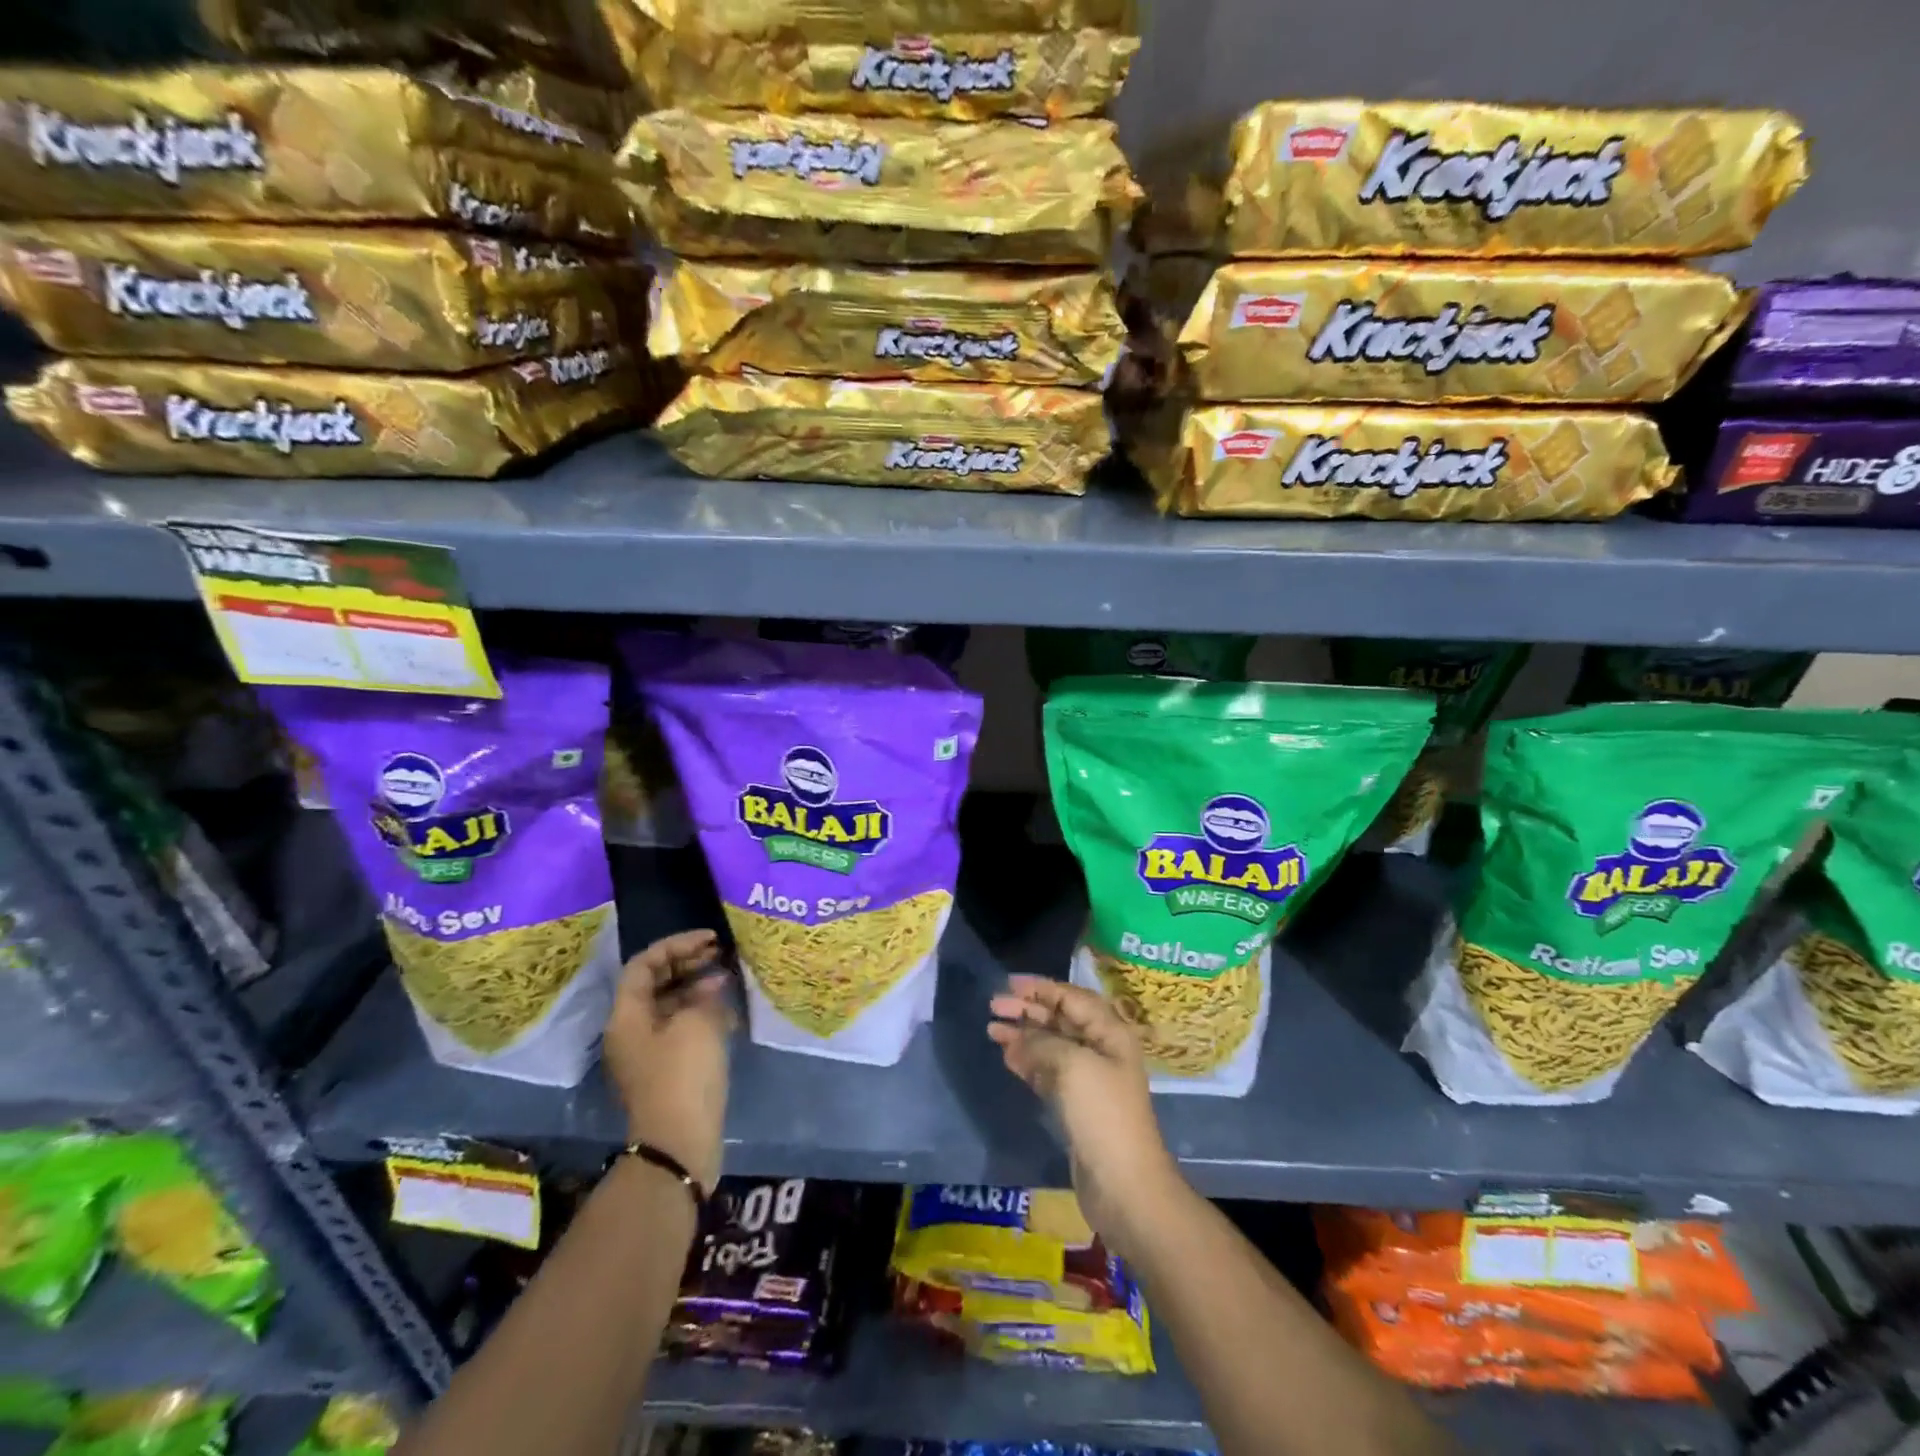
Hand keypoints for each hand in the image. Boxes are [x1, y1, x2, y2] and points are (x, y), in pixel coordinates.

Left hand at [603, 930, 734, 1189]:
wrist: (679, 1143)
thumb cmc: (683, 1074)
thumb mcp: (698, 1023)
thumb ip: (705, 994)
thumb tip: (713, 984)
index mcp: (627, 1017)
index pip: (644, 964)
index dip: (676, 945)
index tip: (709, 939)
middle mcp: (631, 1031)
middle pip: (655, 984)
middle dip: (687, 963)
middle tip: (720, 953)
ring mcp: (648, 1053)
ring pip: (670, 1005)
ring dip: (697, 987)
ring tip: (728, 977)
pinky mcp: (666, 1070)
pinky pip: (681, 1028)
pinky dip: (701, 1012)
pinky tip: (726, 1009)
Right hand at [987, 975, 1181, 1257]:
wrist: (1125, 1187)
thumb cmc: (1103, 1116)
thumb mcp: (1073, 1067)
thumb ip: (1042, 1044)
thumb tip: (1016, 1039)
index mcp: (1110, 1033)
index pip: (1073, 997)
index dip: (1041, 987)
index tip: (1009, 983)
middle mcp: (1101, 1050)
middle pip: (1060, 1019)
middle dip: (1028, 1009)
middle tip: (993, 1005)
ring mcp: (1089, 1080)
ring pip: (1050, 1045)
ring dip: (1022, 1035)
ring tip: (991, 1029)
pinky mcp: (1076, 1106)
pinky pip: (1047, 1072)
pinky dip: (1027, 1061)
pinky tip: (1006, 1056)